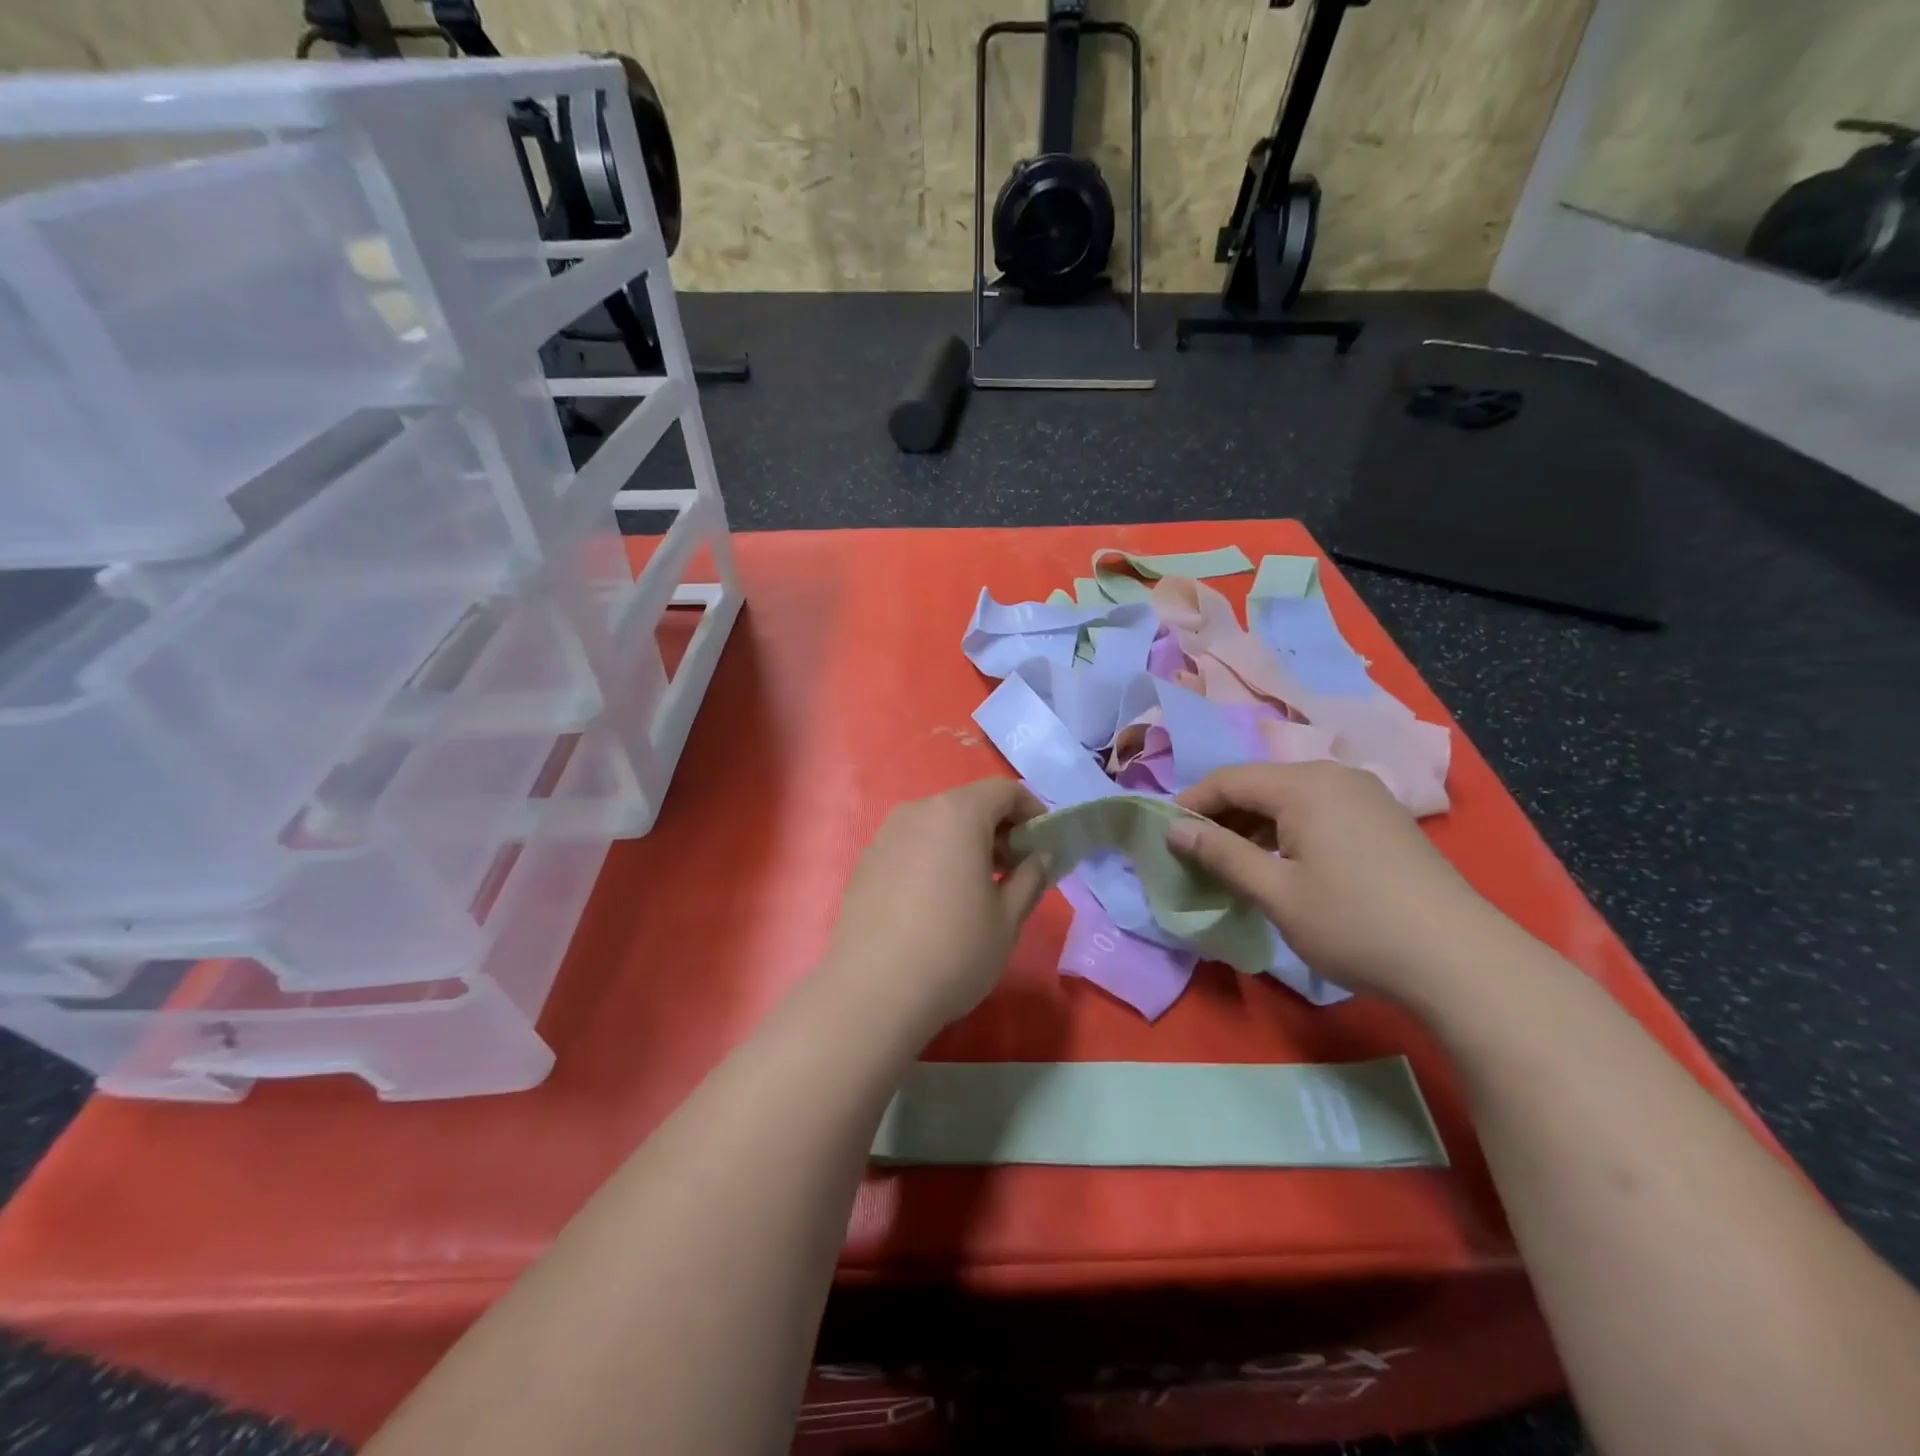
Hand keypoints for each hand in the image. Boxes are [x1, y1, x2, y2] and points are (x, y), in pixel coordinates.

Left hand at [823, 779, 1048, 1035]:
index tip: (1043, 846)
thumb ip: (1031, 877)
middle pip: (969, 804)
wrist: (872, 994)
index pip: (1004, 790)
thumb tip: (1041, 856)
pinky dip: (934, 857)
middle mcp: (917, 811)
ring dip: (965, 843)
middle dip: (998, 829)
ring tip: (977, 889)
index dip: (1032, 811)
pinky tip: (936, 902)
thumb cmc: (954, 952)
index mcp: (957, 814)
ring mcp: (885, 835)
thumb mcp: (1008, 919)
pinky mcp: (865, 862)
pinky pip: (911, 845)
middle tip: (1015, 872)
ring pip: (937, 824)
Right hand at [1168, 762, 1509, 1004]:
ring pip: (1289, 799)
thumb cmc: (1355, 923)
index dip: (1190, 804)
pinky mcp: (1384, 822)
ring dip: (1253, 826)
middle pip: (1260, 785)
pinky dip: (1287, 832)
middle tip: (1194, 854)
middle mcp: (1335, 778)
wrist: (1462, 962)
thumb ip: (1221, 854)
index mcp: (1304, 785)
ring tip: (1231, 864)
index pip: (1228, 780)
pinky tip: (1280, 866)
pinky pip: (1318, 812)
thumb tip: (1173, 829)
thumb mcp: (1276, 892)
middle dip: (1221, 816)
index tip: (1164, 836)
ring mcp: (1366, 797)